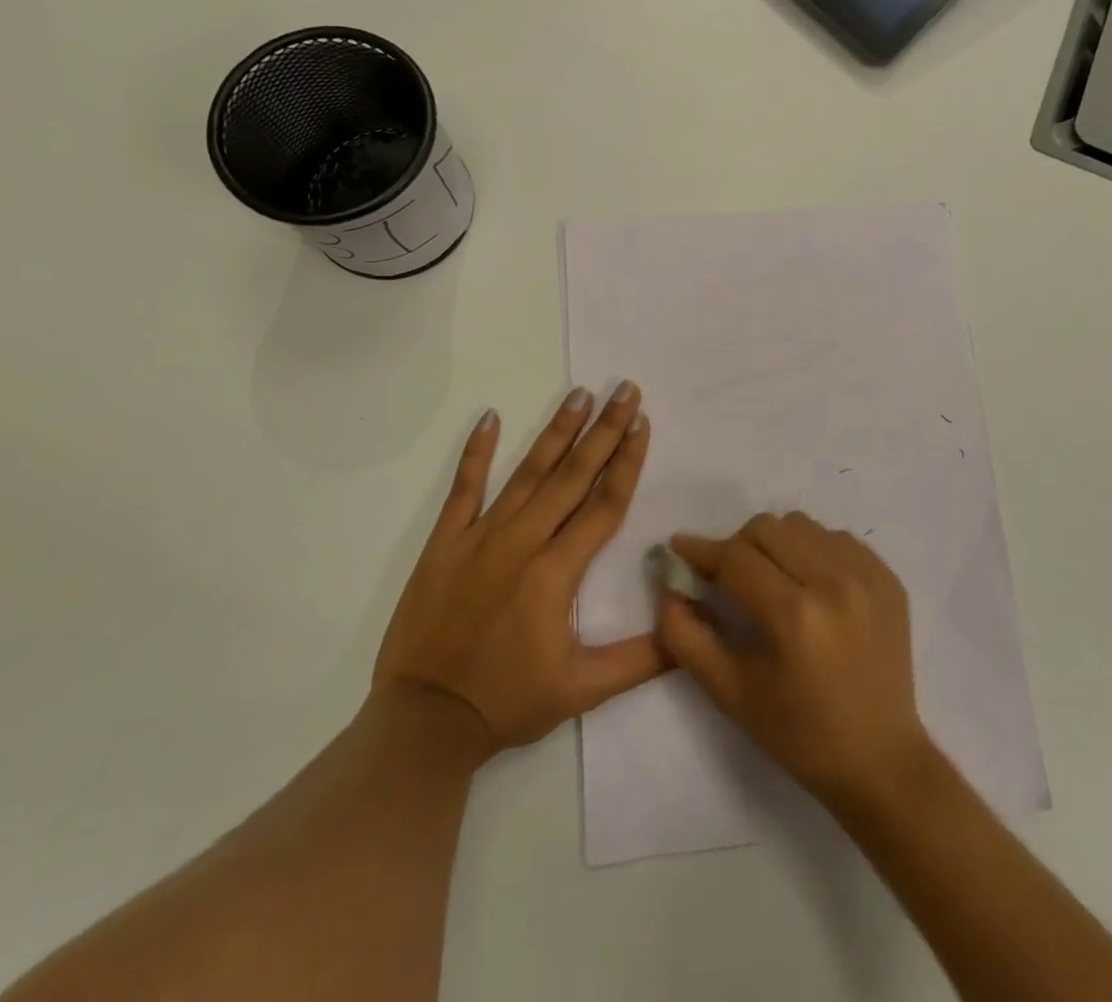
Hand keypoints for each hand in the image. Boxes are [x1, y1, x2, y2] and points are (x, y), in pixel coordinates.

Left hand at [374, 382, 667, 756]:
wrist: (424, 722)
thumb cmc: (507, 702)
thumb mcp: (582, 690)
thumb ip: (640, 659)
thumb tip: (687, 630)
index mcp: (556, 572)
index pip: (603, 504)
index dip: (627, 462)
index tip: (642, 423)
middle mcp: (522, 542)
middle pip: (572, 476)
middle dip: (603, 430)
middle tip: (624, 390)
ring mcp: (480, 537)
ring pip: (527, 473)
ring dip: (556, 431)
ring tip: (580, 394)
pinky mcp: (444, 542)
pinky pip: (463, 489)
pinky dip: (475, 452)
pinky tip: (488, 417)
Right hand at [657, 513, 933, 814]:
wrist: (880, 760)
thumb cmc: (798, 733)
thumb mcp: (730, 693)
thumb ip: (686, 637)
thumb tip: (669, 586)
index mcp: (794, 615)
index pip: (735, 557)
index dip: (701, 550)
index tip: (679, 547)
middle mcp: (833, 583)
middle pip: (767, 528)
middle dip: (737, 546)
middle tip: (729, 577)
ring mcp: (867, 576)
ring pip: (802, 525)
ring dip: (776, 544)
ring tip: (774, 581)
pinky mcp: (888, 578)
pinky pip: (837, 538)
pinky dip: (814, 550)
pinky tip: (811, 585)